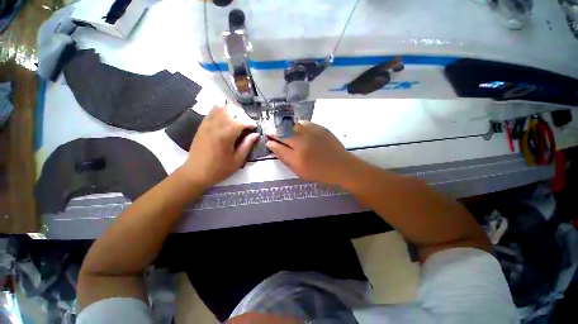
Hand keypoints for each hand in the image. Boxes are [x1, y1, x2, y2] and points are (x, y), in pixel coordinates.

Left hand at [182, 105, 258, 187]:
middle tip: (245, 125)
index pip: (240, 121)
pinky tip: (225, 120)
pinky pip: (211, 112)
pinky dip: (220, 112)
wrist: (195, 173)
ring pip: (220, 108)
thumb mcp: (237, 160)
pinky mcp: (201, 126)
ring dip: (231, 112)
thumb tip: (256, 134)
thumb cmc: (219, 169)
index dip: (250, 123)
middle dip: (241, 116)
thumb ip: (247, 145)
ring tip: (236, 121)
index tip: (254, 128)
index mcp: (225, 136)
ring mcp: (206, 124)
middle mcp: (215, 126)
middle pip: (230, 111)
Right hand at [266, 121, 355, 186]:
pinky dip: (297, 125)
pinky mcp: (319, 128)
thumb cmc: (319, 173)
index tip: (267, 141)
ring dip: (284, 127)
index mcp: (297, 157)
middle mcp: (302, 143)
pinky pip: (303, 123)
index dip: (271, 143)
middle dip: (274, 132)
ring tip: (281, 129)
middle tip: (269, 131)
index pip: (278, 147)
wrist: (341, 166)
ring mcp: (311, 133)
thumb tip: (275, 148)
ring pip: (292, 125)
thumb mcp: (300, 172)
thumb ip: (286, 160)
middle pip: (283, 134)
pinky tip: (295, 128)